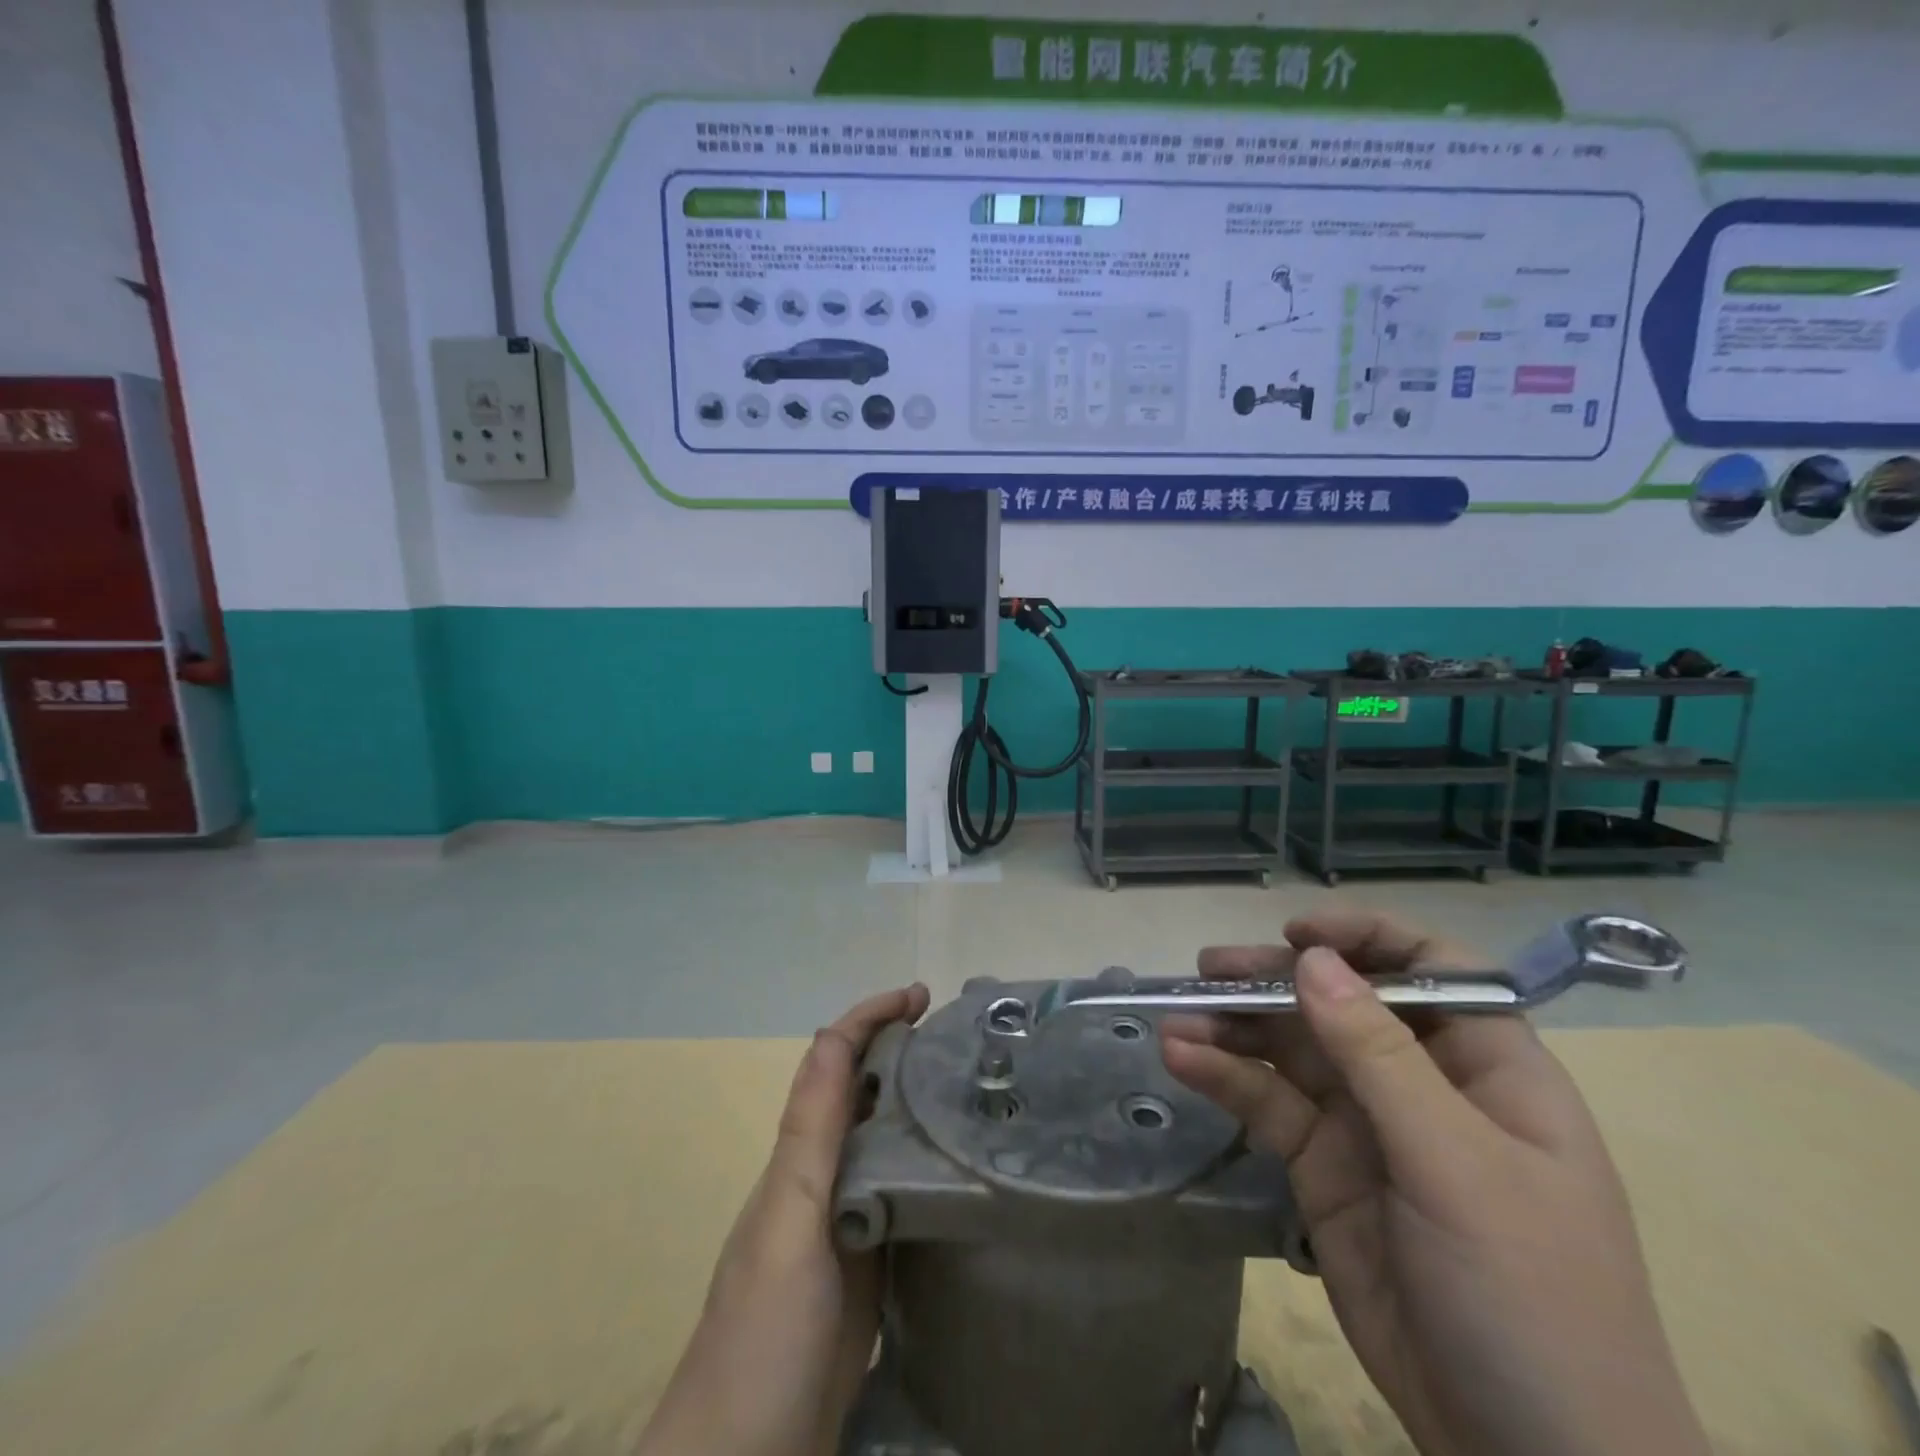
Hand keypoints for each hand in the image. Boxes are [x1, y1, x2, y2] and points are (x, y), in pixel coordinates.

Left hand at [639, 983, 930, 1455]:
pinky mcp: (870, 1264)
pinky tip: (961, 1166)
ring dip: (916, 1096)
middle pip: (860, 1089)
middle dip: (900, 1046)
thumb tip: (832, 1033)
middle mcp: (821, 1175)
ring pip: (882, 1136)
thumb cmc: (763, 1332)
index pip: (833, 1060)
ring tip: (970, 1083)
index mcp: (800, 1156)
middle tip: (959, 1035)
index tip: (921, 994)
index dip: (870, 1016)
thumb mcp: (790, 1220)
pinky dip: (927, 1161)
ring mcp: (846, 1220)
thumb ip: (811, 1132)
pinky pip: (901, 1191)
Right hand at [1161, 911, 1707, 1455]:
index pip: (1431, 969)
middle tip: (1208, 969)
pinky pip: (1269, 1103)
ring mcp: (1368, 1124)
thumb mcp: (1457, 1167)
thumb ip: (1379, 1057)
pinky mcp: (1322, 1166)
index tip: (1297, 936)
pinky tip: (1182, 1060)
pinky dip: (1225, 1078)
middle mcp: (1423, 1081)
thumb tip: (1313, 960)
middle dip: (1276, 981)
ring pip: (1292, 1049)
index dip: (1366, 939)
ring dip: (1234, 1027)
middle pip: (1341, 1002)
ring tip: (1177, 1018)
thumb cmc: (1531, 1299)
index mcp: (1488, 1067)